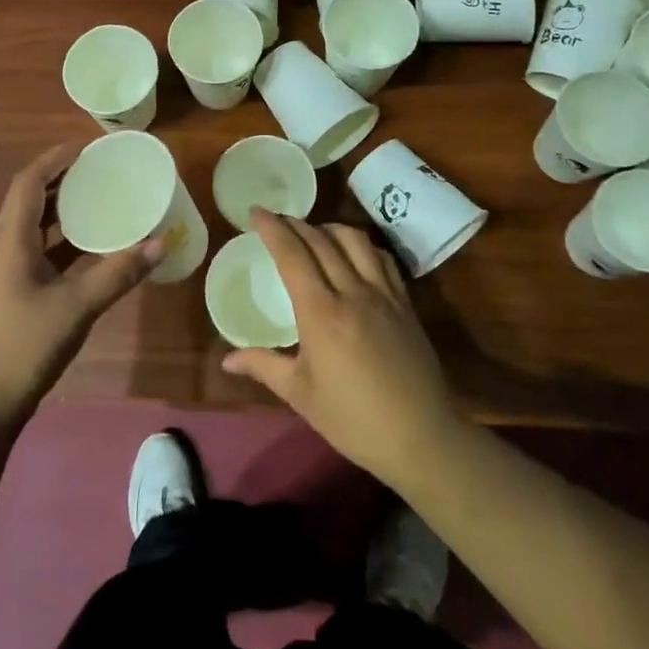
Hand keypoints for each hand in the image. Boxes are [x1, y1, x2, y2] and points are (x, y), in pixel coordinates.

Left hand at [0, 144, 161, 432]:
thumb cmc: (22, 348)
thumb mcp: (75, 308)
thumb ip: (117, 274)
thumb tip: (160, 242)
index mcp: (11, 242)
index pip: (28, 183)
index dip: (54, 158)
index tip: (87, 145)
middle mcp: (6, 250)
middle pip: (32, 200)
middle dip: (64, 179)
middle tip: (102, 169)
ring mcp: (9, 274)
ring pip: (38, 228)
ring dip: (66, 210)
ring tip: (103, 199)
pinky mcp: (17, 295)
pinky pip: (44, 254)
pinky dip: (68, 243)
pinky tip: (95, 249)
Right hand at [222, 210, 460, 487]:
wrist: (422, 437)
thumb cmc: (353, 420)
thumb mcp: (301, 395)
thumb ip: (263, 366)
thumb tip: (226, 359)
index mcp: (321, 313)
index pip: (292, 255)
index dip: (272, 229)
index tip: (256, 212)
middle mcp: (352, 292)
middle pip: (321, 241)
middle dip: (295, 223)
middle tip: (276, 220)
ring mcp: (384, 294)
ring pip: (355, 241)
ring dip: (329, 228)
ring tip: (313, 232)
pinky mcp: (405, 303)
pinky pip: (382, 258)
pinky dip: (361, 245)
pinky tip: (353, 253)